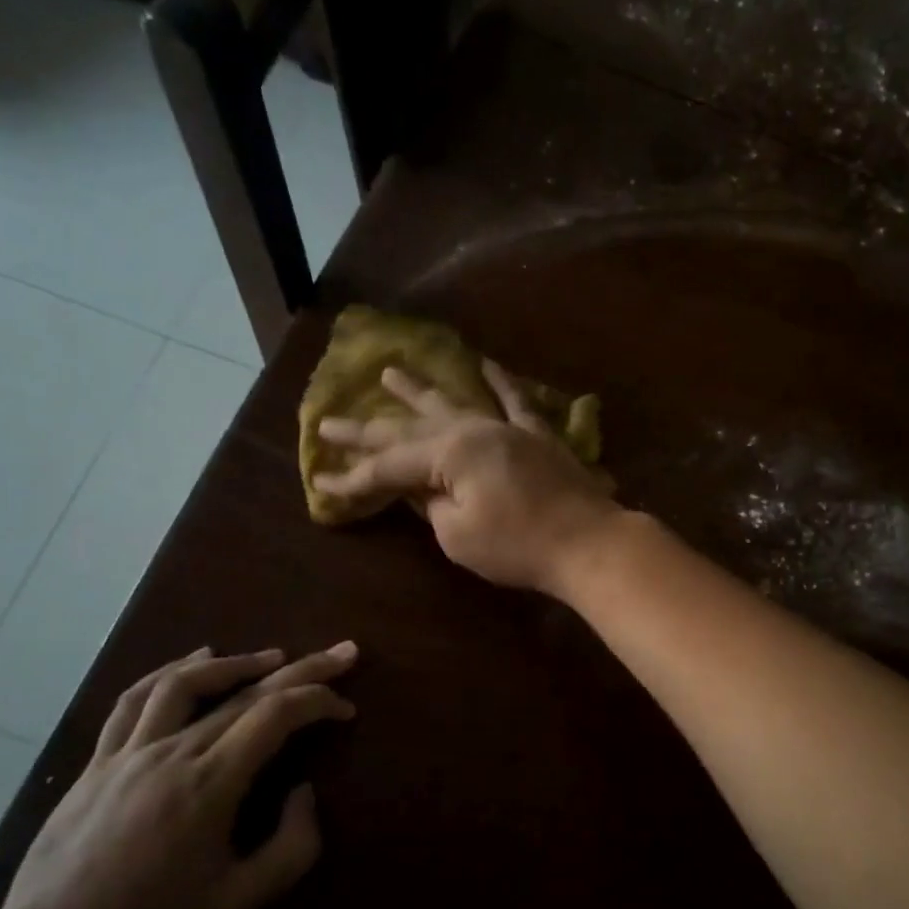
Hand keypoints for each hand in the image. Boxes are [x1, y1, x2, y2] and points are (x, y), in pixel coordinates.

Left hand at [0, 643, 356, 908]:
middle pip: (246, 692)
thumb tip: (304, 790)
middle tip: (341, 652)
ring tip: (273, 656)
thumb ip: (293, 846)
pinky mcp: (99, 760)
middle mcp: (173, 752)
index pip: (276, 715)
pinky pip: (135, 700)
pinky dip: (171, 671)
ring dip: (237, 663)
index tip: (346, 709)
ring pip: (187, 682)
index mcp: (211, 784)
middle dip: (302, 668)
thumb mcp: (241, 903)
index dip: (319, 700)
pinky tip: (195, 659)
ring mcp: (130, 751)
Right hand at [315, 361, 620, 593]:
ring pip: (454, 403)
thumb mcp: (458, 535)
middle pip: (409, 428)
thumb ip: (431, 506)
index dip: (353, 478)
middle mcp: (472, 429)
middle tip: (329, 420)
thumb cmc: (517, 546)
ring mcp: (506, 427)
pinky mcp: (536, 435)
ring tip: (389, 373)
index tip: (320, 483)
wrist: (587, 542)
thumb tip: (420, 490)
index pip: (388, 466)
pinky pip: (514, 400)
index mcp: (448, 453)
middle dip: (366, 428)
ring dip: (419, 390)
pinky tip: (484, 362)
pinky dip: (499, 381)